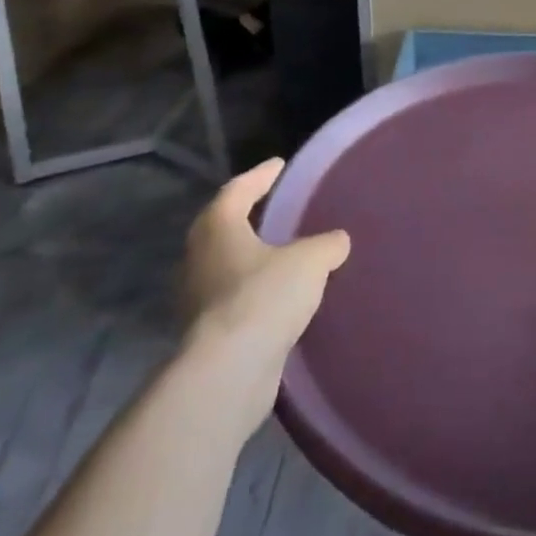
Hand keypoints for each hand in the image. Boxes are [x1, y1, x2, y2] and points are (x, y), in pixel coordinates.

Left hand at [185, 158, 349, 375]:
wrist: (229, 371)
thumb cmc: (264, 297)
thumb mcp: (309, 261)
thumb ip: (327, 244)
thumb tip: (337, 241)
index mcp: (217, 228)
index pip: (237, 190)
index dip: (260, 176)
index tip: (279, 165)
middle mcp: (199, 258)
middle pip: (224, 227)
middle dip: (250, 217)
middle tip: (277, 207)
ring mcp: (199, 298)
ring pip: (229, 265)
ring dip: (254, 258)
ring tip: (286, 253)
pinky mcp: (208, 332)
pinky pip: (236, 298)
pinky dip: (257, 291)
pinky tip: (282, 296)